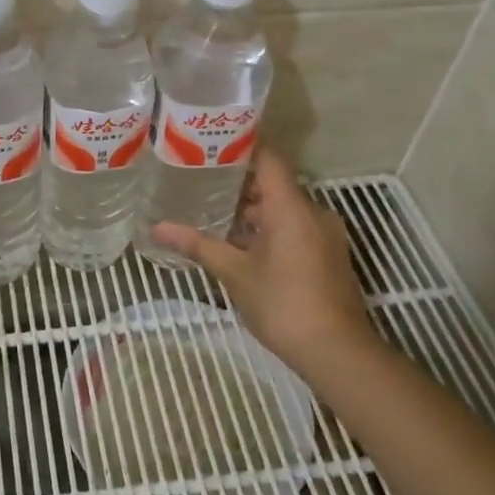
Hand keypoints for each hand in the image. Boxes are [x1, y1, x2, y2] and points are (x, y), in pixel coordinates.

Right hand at [150, 147, 379, 379]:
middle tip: (200, 180)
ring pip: (284, 209)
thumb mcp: (234, 273)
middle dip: (239, 183)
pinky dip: (268, 228)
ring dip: (252, 211)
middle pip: (274, 184)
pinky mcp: (326, 255)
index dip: (241, 146)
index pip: (268, 159)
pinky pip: (294, 227)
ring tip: (213, 211)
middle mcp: (313, 213)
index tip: (210, 143)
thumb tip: (158, 228)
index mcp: (291, 207)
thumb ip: (198, 245)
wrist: (337, 352)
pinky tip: (240, 244)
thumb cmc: (283, 304)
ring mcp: (324, 235)